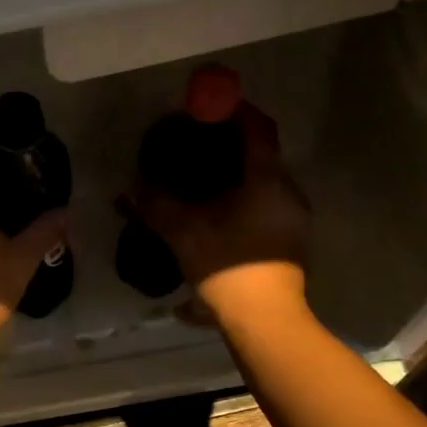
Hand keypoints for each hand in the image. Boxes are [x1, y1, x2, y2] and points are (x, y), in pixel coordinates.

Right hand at [135, 102, 311, 322]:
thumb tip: (131, 189)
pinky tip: (223, 220)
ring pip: (266, 185)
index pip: (257, 128)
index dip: (235, 111)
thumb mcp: (183, 233)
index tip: (211, 107)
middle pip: (263, 156)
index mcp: (267, 179)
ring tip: (208, 188)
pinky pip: (270, 208)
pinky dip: (248, 203)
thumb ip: (157, 205)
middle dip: (233, 148)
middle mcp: (288, 191)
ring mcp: (295, 218)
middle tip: (201, 149)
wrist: (265, 320)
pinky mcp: (293, 242)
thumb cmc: (227, 267)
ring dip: (240, 179)